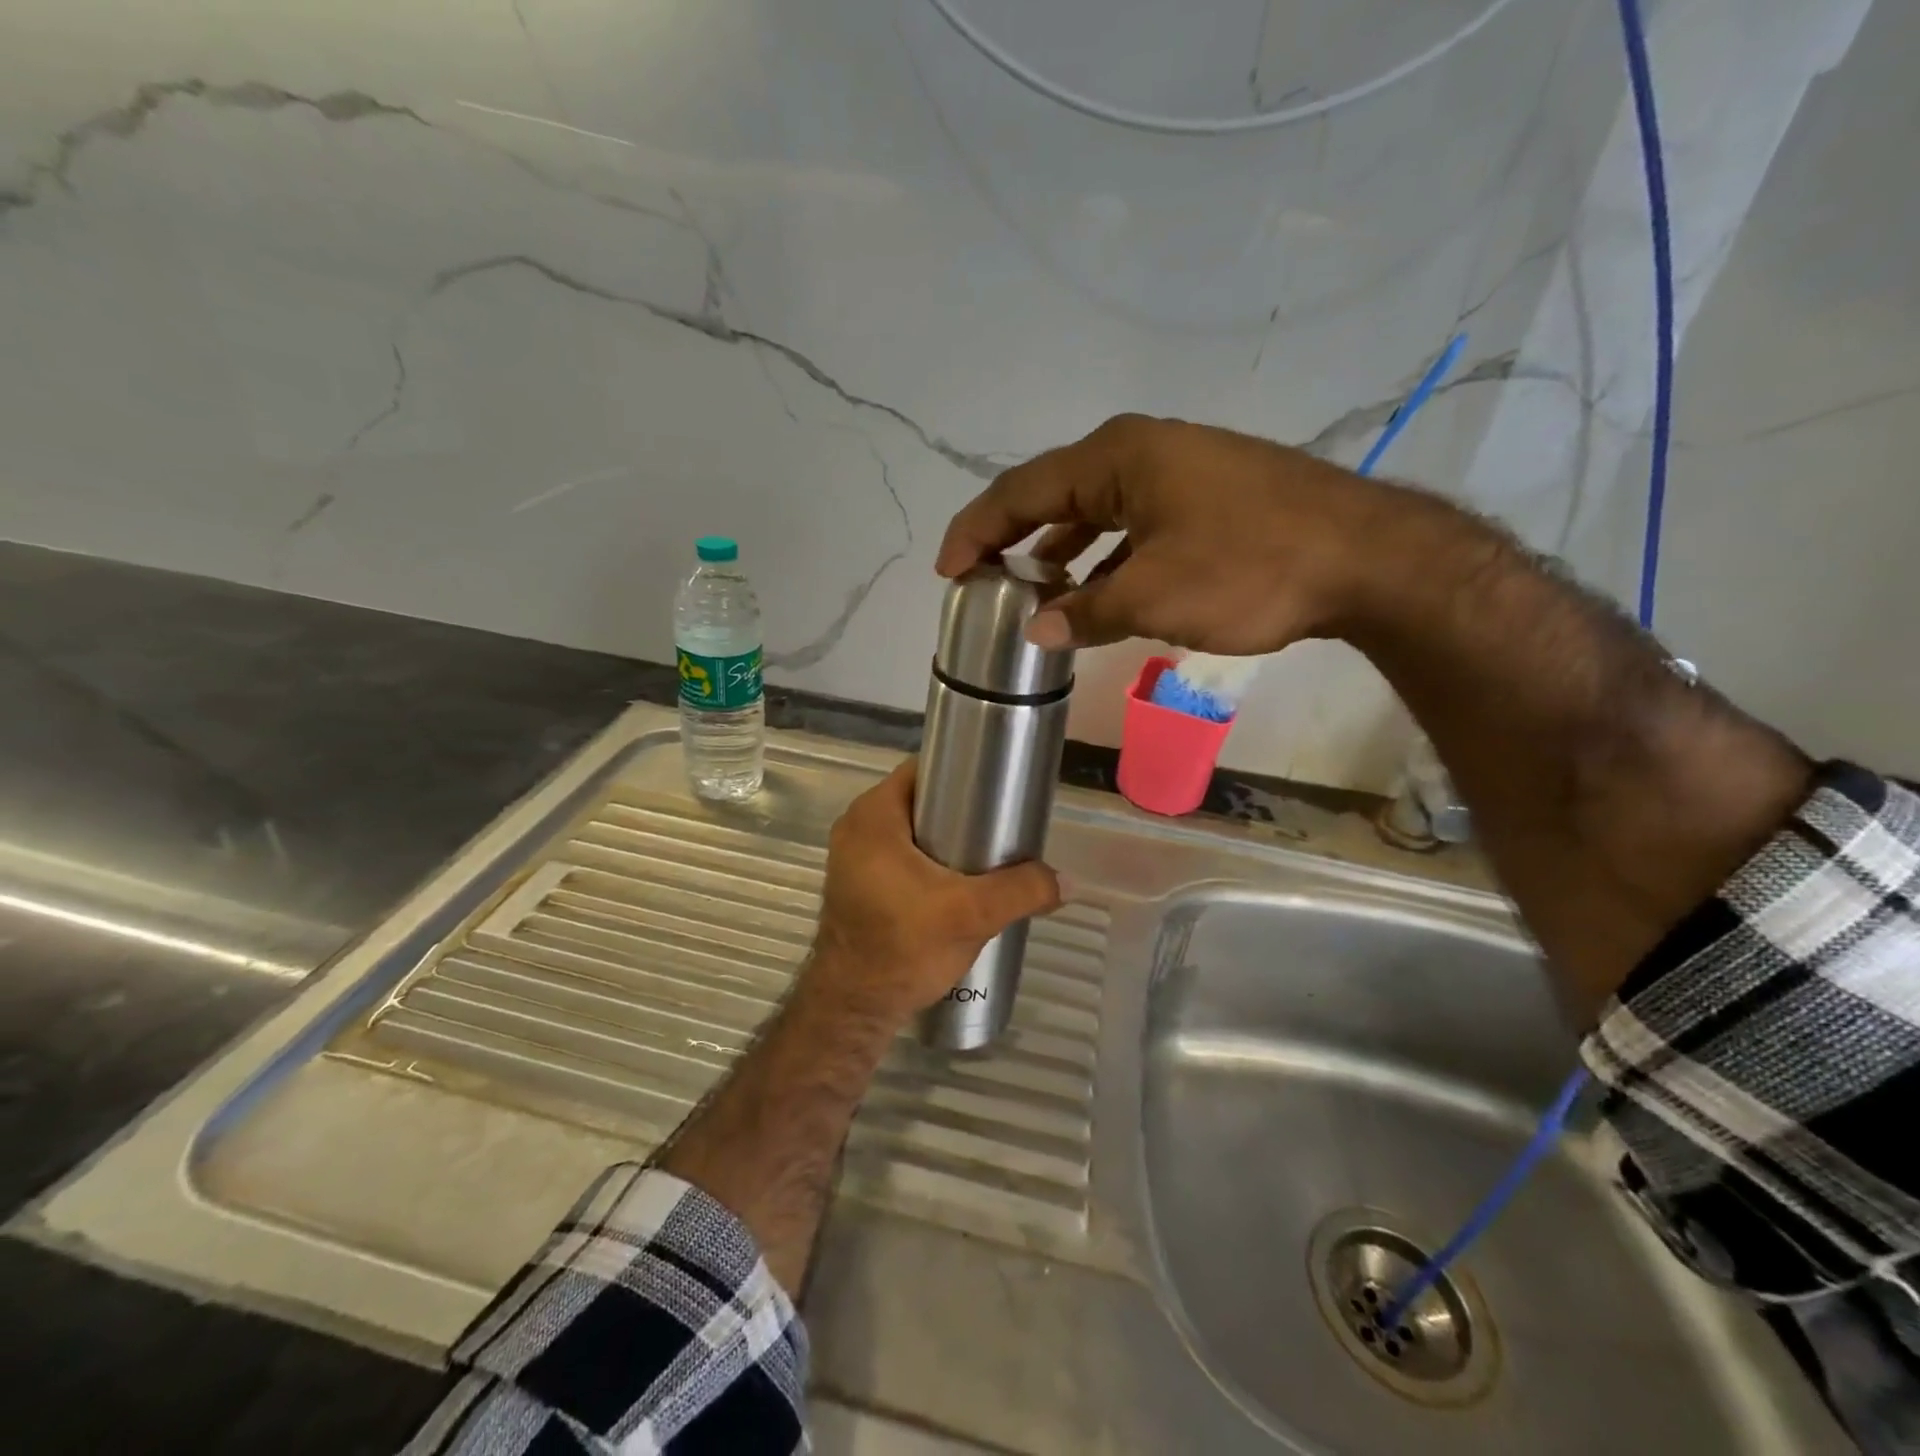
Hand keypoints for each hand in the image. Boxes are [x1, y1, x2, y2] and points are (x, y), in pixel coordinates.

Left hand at [804, 760, 1061, 1027]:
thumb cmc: (904, 947)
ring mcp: (853, 858)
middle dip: (959, 809)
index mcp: (873, 816)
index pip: (922, 770)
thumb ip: (1022, 890)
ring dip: (944, 839)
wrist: (855, 1008)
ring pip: (910, 831)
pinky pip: (898, 855)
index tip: (996, 788)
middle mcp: (855, 827)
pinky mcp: (857, 884)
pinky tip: (957, 882)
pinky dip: (927, 860)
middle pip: (918, 800)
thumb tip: (1068, 882)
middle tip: (999, 825)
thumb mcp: (971, 915)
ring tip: (986, 855)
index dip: (961, 772)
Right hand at [936, 414, 1440, 653]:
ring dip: (1061, 549)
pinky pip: (1133, 521)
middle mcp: (1141, 450)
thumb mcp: (1155, 597)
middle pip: (1053, 493)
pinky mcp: (1206, 494)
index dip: (976, 531)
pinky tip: (1098, 588)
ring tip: (1032, 592)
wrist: (1367, 558)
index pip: (1020, 491)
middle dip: (1013, 539)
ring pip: (1095, 509)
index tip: (947, 572)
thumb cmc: (1250, 568)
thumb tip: (1038, 632)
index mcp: (1117, 457)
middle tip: (982, 582)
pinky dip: (1105, 554)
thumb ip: (1086, 612)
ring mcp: (1178, 469)